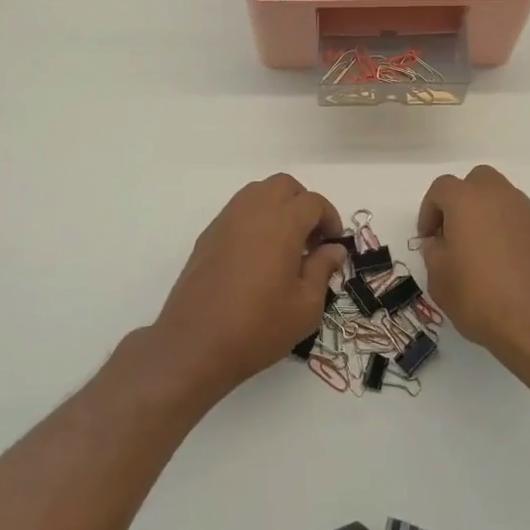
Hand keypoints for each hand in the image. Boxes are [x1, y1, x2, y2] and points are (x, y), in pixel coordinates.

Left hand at [152, 174, 344, 402]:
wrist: (195, 343)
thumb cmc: (258, 327)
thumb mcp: (305, 306)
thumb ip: (322, 269)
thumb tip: (333, 249)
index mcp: (282, 223)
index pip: (313, 202)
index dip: (330, 218)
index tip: (334, 244)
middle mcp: (253, 211)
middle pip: (284, 185)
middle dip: (303, 203)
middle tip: (311, 238)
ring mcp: (226, 220)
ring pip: (258, 192)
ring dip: (278, 207)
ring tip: (285, 245)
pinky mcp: (208, 235)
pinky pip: (238, 211)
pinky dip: (255, 219)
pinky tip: (258, 255)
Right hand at [416, 165, 529, 374]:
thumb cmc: (480, 296)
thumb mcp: (439, 279)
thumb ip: (433, 252)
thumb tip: (440, 242)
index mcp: (466, 199)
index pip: (440, 188)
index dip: (428, 211)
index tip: (428, 239)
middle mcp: (499, 196)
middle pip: (476, 181)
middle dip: (461, 201)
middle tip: (453, 233)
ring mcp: (527, 212)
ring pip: (500, 198)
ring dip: (485, 214)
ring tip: (478, 251)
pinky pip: (518, 219)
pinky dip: (506, 230)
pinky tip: (502, 263)